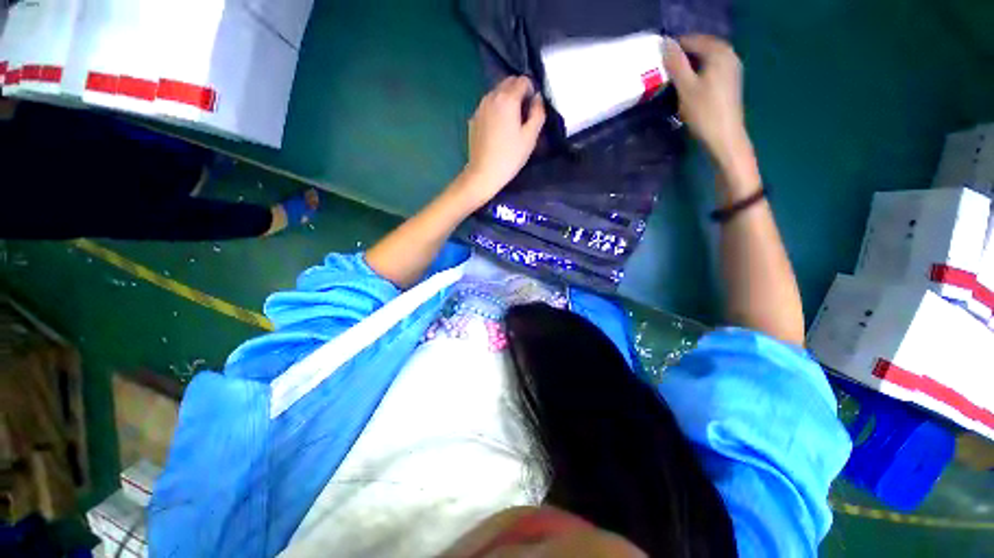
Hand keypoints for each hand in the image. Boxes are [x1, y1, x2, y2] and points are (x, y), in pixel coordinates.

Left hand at [461, 76, 545, 205]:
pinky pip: (488, 106)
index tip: (533, 109)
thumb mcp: (531, 137)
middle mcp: (491, 97)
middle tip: (523, 115)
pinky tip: (497, 131)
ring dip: (506, 100)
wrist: (483, 173)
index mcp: (507, 99)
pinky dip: (495, 110)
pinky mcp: (473, 119)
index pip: (523, 80)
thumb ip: (538, 113)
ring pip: (496, 93)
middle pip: (508, 82)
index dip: (531, 91)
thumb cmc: (510, 157)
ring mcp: (480, 107)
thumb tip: (537, 98)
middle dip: (518, 92)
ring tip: (510, 123)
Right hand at [664, 35, 749, 168]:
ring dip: (690, 65)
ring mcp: (732, 68)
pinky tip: (688, 85)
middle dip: (682, 56)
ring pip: (706, 59)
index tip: (657, 60)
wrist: (724, 137)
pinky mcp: (730, 82)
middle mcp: (729, 55)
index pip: (693, 40)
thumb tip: (665, 43)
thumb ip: (676, 64)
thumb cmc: (704, 112)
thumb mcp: (686, 87)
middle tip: (664, 68)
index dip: (674, 48)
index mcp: (719, 52)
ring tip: (673, 77)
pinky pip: (711, 68)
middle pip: (701, 48)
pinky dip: (698, 72)